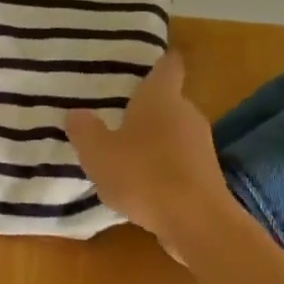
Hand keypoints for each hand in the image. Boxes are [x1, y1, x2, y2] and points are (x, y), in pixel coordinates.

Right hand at [65, 52, 231, 256]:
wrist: (196, 222)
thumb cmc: (143, 175)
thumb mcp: (98, 153)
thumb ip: (84, 130)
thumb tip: (76, 113)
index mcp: (161, 97)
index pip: (168, 65)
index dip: (159, 61)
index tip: (145, 63)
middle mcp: (187, 113)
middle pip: (168, 101)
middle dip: (146, 109)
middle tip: (116, 116)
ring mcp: (201, 145)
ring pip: (174, 133)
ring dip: (154, 141)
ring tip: (125, 155)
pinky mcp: (207, 175)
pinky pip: (180, 162)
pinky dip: (163, 167)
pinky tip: (143, 186)